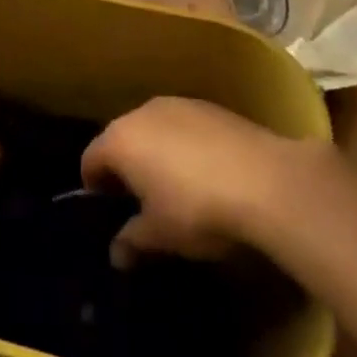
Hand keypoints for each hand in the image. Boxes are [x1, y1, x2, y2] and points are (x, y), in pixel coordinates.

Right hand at [82, 97, 320, 266]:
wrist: (265, 180)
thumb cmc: (197, 209)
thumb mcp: (160, 235)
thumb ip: (132, 240)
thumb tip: (116, 252)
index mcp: (121, 139)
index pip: (91, 158)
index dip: (93, 185)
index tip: (106, 210)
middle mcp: (143, 111)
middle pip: (122, 137)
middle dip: (125, 166)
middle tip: (138, 201)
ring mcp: (179, 104)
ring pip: (154, 128)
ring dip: (156, 152)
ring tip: (173, 186)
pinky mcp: (211, 106)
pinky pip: (184, 126)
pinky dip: (184, 145)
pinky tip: (205, 172)